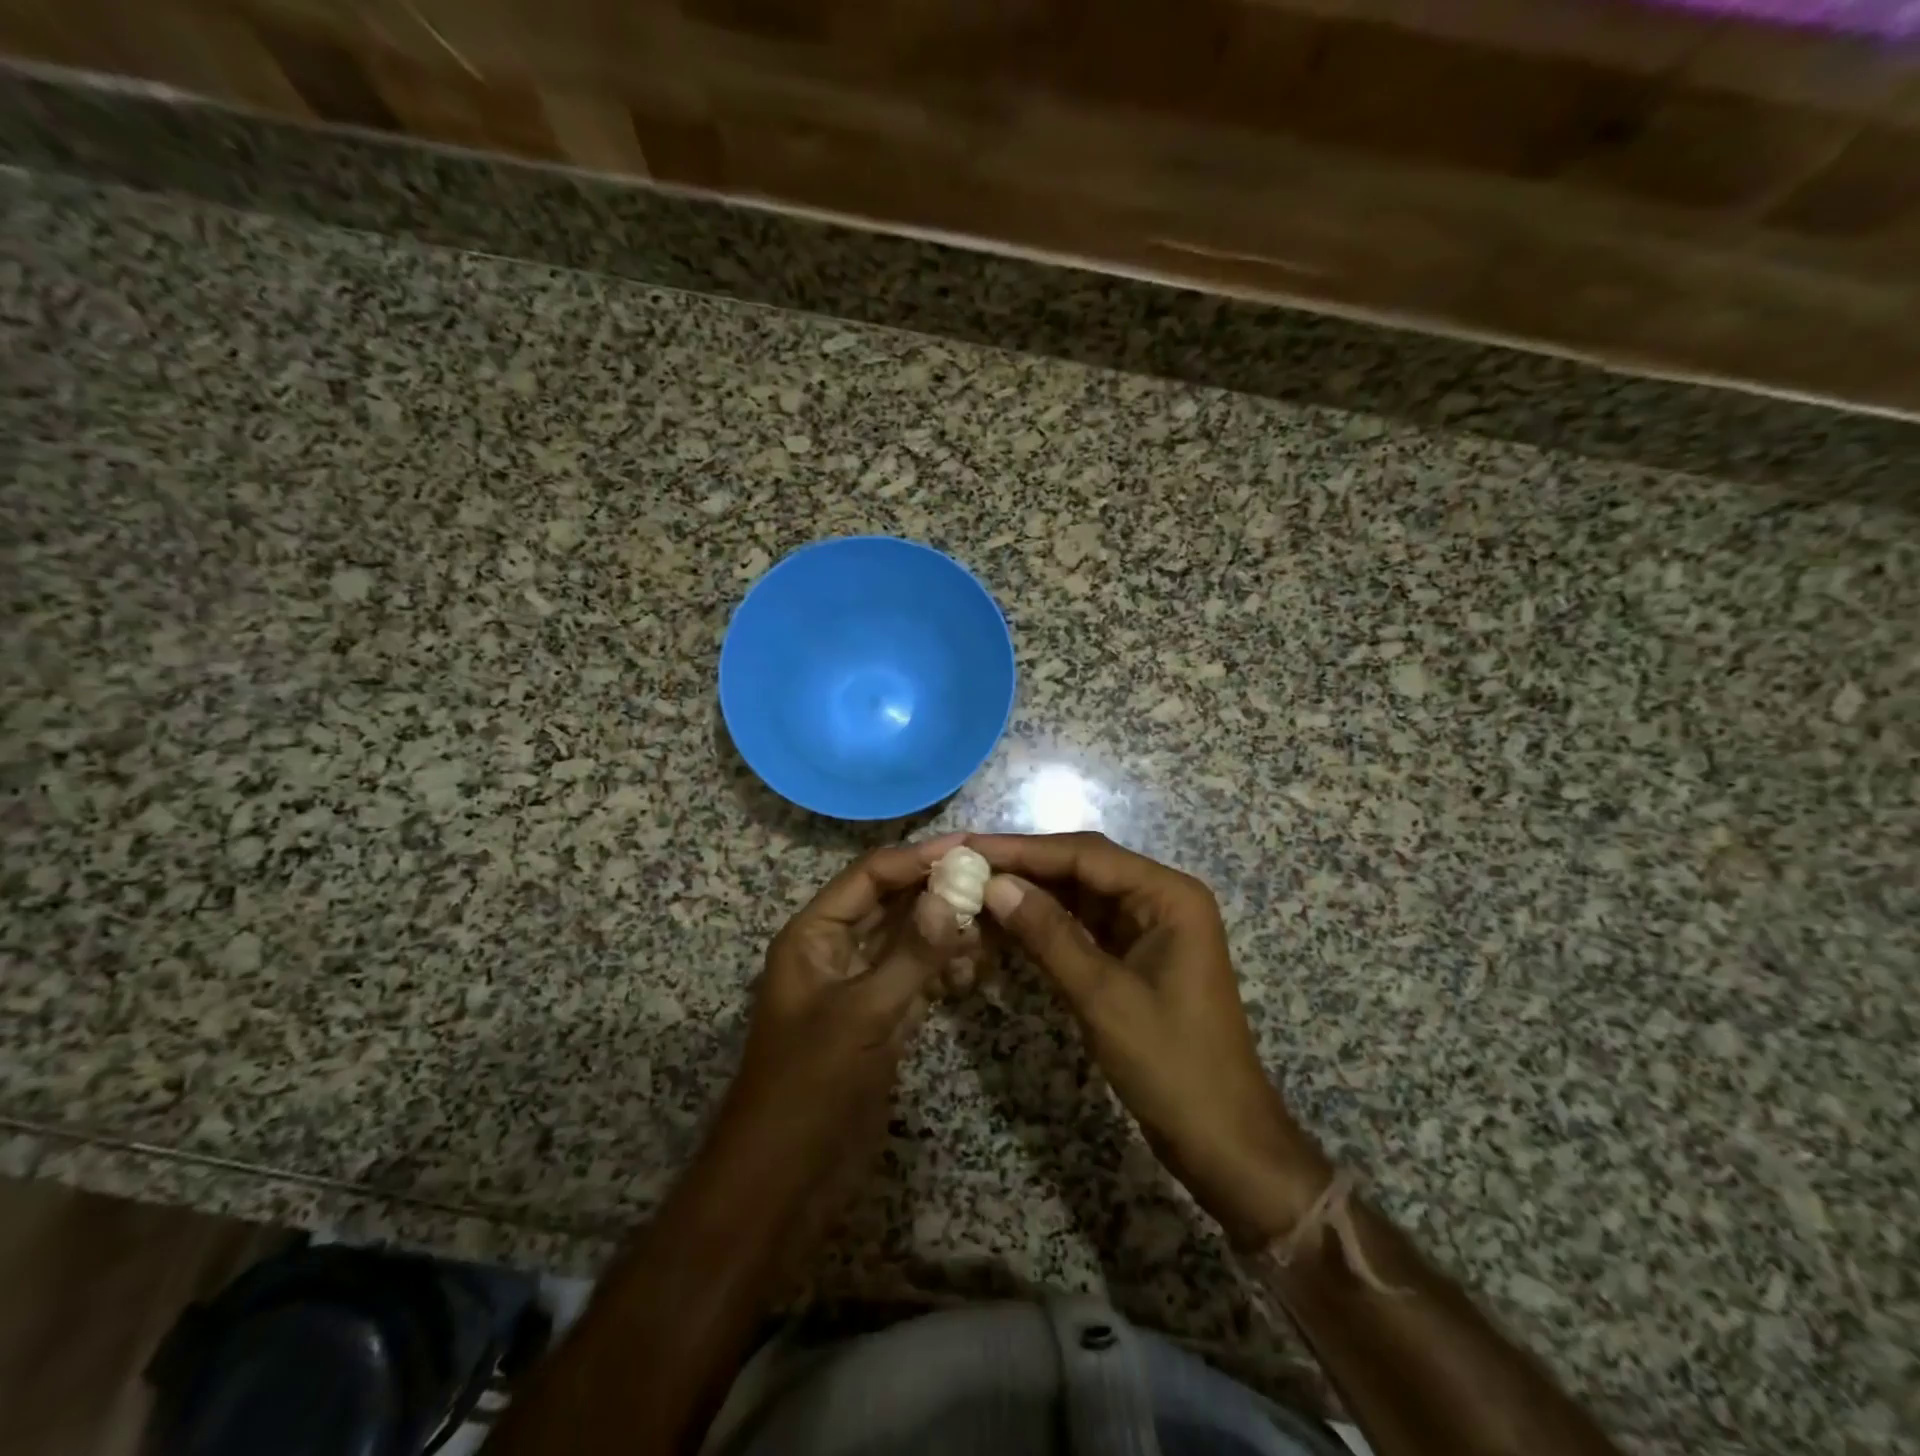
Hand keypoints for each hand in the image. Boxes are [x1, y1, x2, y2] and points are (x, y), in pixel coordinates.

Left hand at [707, 836, 969, 1232]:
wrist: (784, 1182)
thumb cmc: (811, 1087)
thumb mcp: (863, 1015)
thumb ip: (910, 954)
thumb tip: (950, 896)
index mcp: (814, 936)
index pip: (870, 876)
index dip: (917, 858)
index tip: (970, 847)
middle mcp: (835, 951)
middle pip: (891, 903)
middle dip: (937, 891)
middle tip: (993, 880)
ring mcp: (859, 987)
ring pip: (907, 941)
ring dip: (945, 930)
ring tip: (994, 924)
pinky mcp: (879, 1021)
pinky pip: (915, 979)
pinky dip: (943, 970)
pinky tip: (976, 970)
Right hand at [969, 831, 1330, 1248]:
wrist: (1223, 1143)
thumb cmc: (1172, 1066)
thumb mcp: (1103, 997)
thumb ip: (1049, 935)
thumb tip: (995, 885)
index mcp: (1169, 895)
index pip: (1086, 855)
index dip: (1024, 849)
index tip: (969, 846)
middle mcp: (1160, 898)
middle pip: (1083, 867)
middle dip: (1025, 866)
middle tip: (965, 864)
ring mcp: (1148, 927)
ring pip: (1080, 895)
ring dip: (1032, 893)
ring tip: (975, 886)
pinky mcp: (1134, 955)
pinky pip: (1083, 926)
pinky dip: (1046, 924)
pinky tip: (1007, 921)